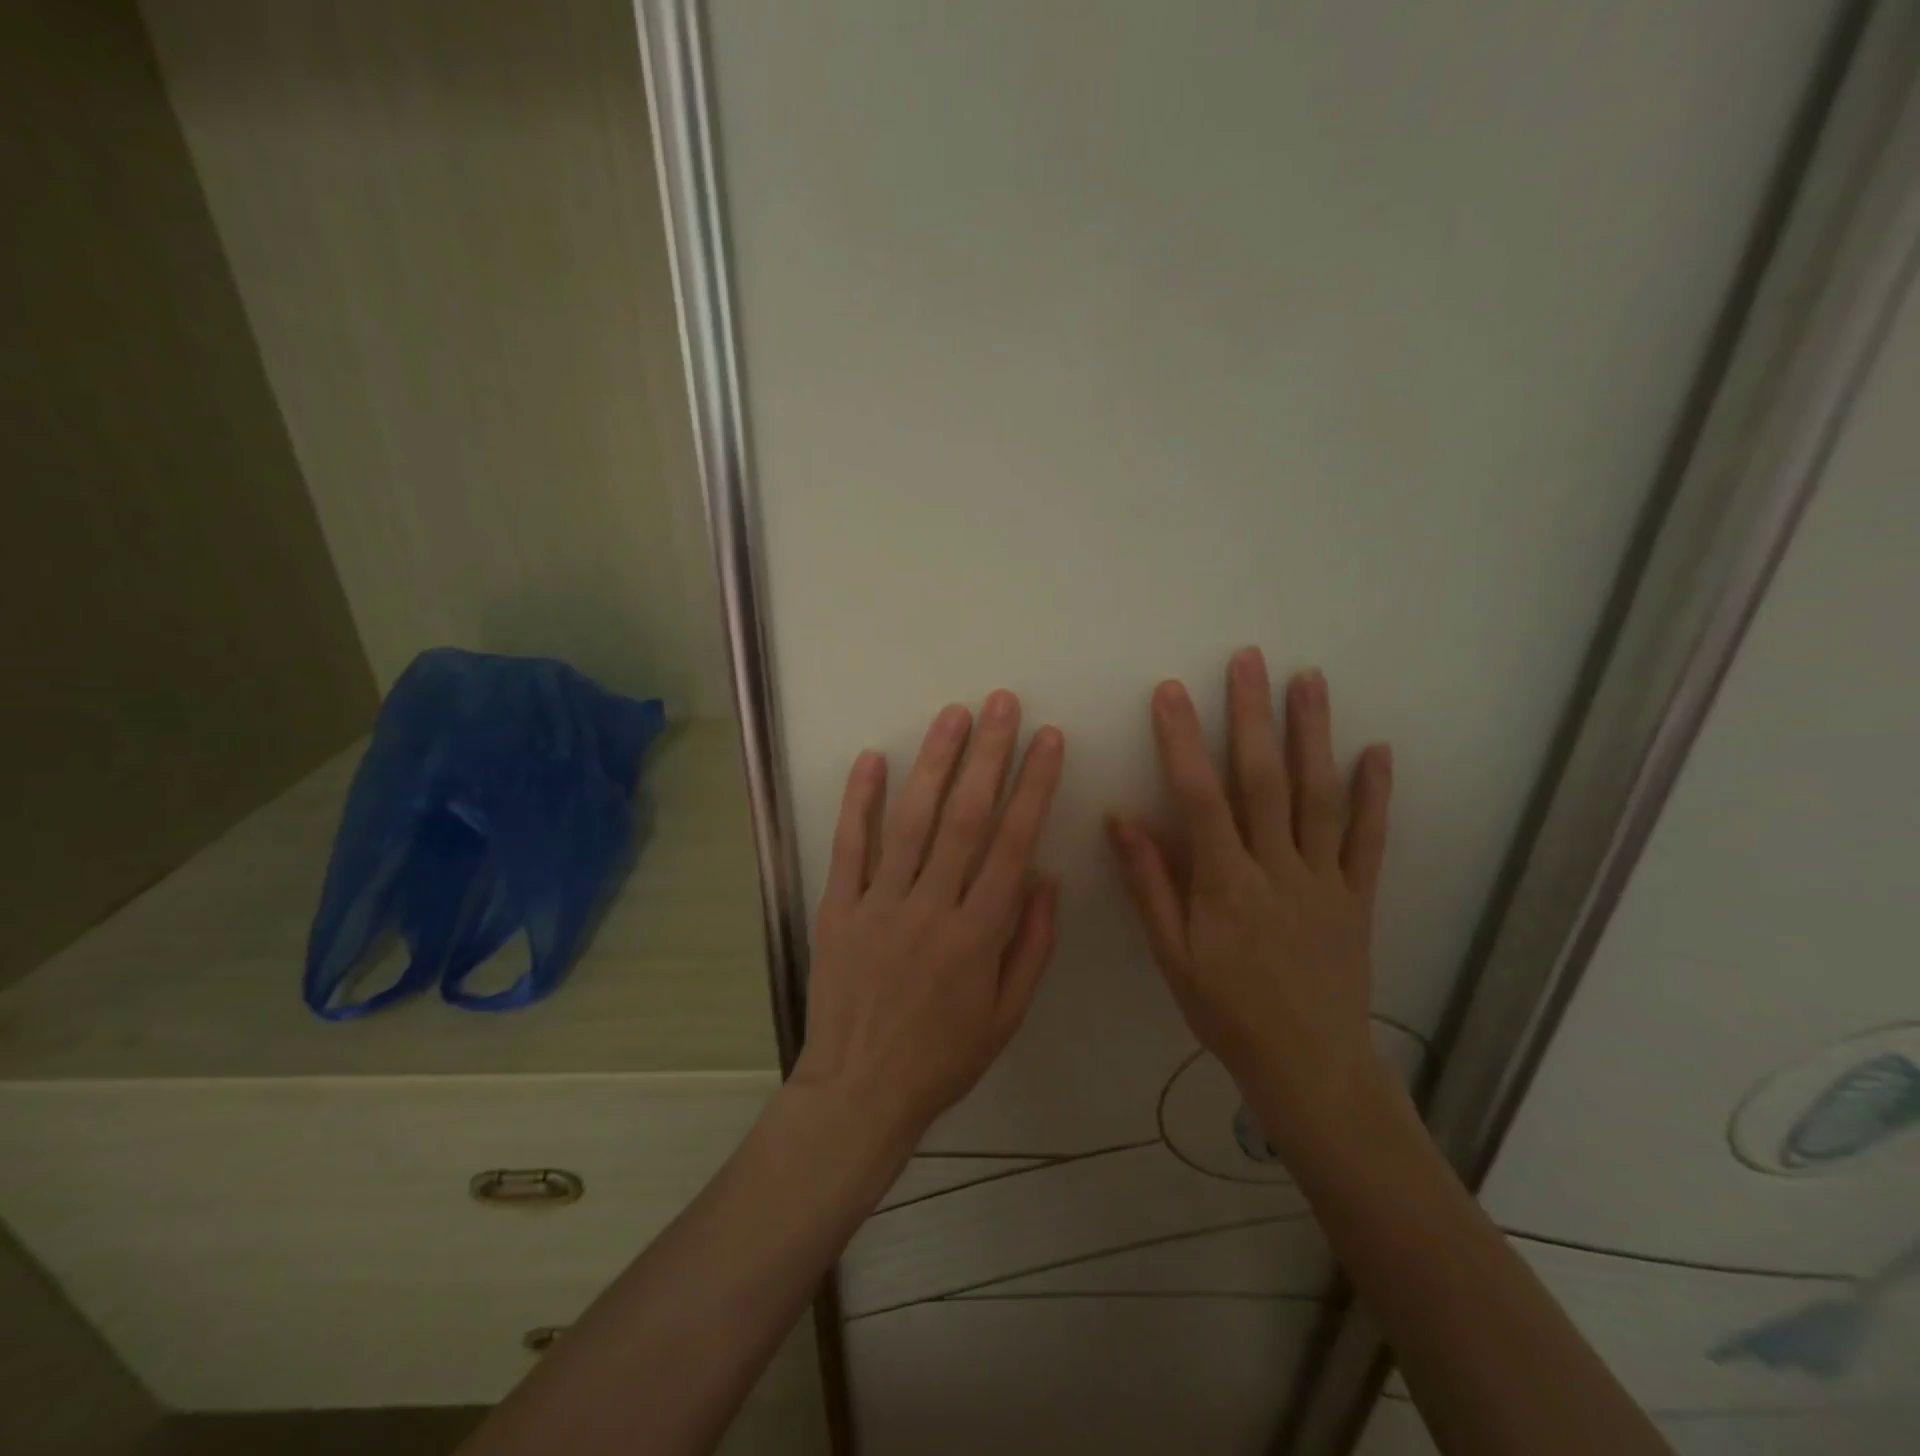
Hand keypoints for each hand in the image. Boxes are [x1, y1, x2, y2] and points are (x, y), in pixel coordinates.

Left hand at [793, 692, 1065, 1153]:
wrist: (861, 1089)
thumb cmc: (944, 1055)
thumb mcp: (1007, 1015)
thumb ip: (1031, 944)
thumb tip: (1045, 877)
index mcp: (979, 934)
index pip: (1013, 843)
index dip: (1034, 786)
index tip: (1048, 740)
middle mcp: (932, 907)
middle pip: (965, 817)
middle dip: (988, 754)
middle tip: (1001, 703)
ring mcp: (880, 903)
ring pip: (912, 821)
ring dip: (934, 763)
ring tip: (952, 715)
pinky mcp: (839, 907)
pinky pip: (849, 846)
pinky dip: (860, 801)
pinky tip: (872, 759)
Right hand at [1106, 649, 1392, 1146]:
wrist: (1307, 1064)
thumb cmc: (1226, 1010)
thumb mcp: (1172, 955)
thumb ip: (1148, 884)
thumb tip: (1120, 819)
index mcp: (1225, 885)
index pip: (1200, 798)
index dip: (1183, 742)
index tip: (1171, 693)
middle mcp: (1278, 869)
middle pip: (1265, 780)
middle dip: (1253, 716)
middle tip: (1249, 660)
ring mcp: (1325, 878)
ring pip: (1320, 796)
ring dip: (1314, 735)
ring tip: (1309, 681)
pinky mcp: (1359, 895)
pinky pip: (1370, 839)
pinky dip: (1376, 793)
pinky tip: (1378, 750)